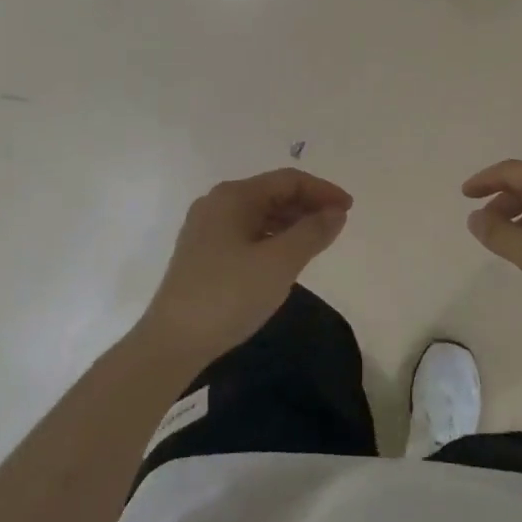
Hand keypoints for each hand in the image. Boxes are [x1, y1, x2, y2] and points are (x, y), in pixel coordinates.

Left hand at [139, 169, 352, 359]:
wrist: (173, 342)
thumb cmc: (229, 295)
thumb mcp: (280, 262)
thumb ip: (312, 232)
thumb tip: (336, 212)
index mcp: (233, 196)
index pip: (287, 180)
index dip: (322, 191)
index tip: (349, 209)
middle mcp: (217, 204)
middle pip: (272, 193)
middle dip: (307, 206)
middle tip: (337, 227)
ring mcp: (206, 230)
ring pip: (259, 215)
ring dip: (291, 223)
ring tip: (317, 243)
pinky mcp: (203, 254)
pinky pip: (247, 234)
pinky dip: (273, 239)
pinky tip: (286, 259)